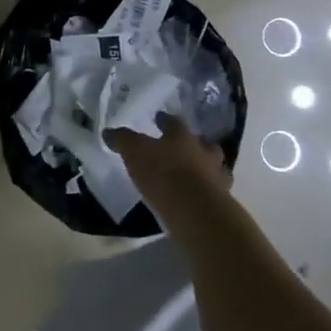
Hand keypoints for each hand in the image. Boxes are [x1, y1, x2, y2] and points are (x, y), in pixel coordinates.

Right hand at [107, 114, 231, 216]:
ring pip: (215, 168)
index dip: (165, 120)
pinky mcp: (221, 204)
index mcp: (182, 136)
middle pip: (204, 144)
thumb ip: (123, 140)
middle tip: (184, 148)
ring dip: (206, 169)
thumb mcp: (134, 152)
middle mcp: (203, 153)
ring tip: (194, 175)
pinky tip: (196, 198)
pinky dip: (207, 193)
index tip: (159, 118)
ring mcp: (217, 178)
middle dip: (195, 144)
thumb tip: (108, 132)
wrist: (196, 212)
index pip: (174, 122)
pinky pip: (215, 192)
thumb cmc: (164, 174)